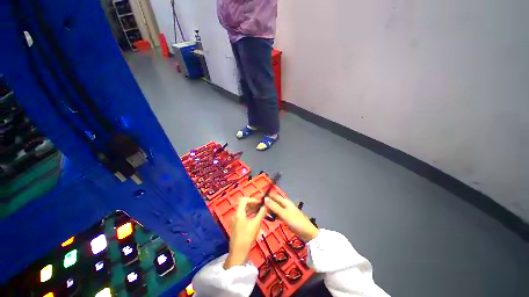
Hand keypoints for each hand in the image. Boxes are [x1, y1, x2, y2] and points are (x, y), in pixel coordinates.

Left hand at [224, 197, 267, 268]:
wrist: (238, 253)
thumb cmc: (247, 237)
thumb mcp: (256, 224)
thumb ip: (261, 213)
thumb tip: (267, 205)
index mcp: (239, 213)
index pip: (244, 200)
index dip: (252, 199)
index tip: (260, 203)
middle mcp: (236, 215)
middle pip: (244, 205)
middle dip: (253, 204)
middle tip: (262, 207)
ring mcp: (236, 220)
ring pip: (244, 211)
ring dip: (252, 209)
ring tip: (261, 211)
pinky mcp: (237, 225)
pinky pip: (244, 216)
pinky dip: (250, 215)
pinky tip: (256, 217)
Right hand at [264, 194, 318, 241]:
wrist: (307, 233)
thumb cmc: (296, 222)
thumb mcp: (284, 214)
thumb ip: (274, 207)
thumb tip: (265, 198)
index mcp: (285, 202)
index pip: (274, 196)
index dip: (267, 196)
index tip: (259, 199)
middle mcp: (285, 205)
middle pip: (275, 202)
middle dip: (268, 203)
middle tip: (258, 208)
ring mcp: (286, 212)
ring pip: (276, 208)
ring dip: (270, 210)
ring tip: (261, 213)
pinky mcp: (287, 218)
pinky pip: (278, 214)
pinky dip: (273, 215)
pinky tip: (269, 218)